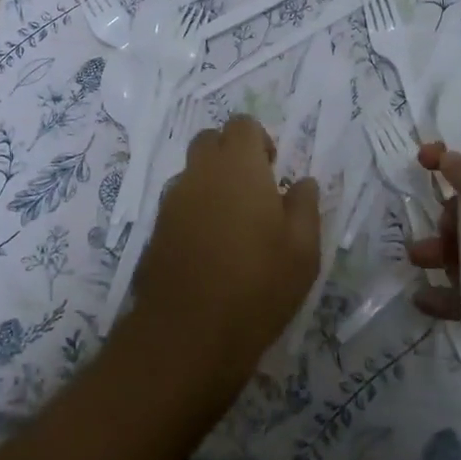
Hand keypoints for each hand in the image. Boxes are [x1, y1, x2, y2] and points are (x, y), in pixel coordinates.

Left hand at [132, 113, 320, 394]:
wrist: (188, 334)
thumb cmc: (258, 284)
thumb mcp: (303, 249)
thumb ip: (305, 206)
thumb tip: (303, 182)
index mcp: (237, 165)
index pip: (242, 124)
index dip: (259, 140)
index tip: (273, 170)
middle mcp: (199, 172)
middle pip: (210, 141)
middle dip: (231, 154)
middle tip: (254, 191)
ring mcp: (171, 201)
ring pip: (191, 173)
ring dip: (211, 184)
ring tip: (233, 225)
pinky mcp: (155, 230)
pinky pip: (178, 204)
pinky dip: (194, 212)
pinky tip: (210, 249)